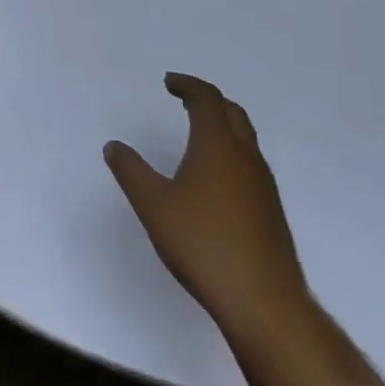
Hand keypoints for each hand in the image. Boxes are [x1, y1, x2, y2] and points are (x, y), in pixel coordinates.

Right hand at [105, 74, 312, 353]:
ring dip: (223, 125)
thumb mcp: (153, 206)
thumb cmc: (203, 244)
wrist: (264, 303)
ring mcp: (263, 185)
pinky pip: (250, 163)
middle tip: (184, 99)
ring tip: (198, 133)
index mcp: (218, 145)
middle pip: (232, 112)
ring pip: (245, 138)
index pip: (207, 99)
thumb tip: (114, 146)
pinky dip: (231, 151)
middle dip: (208, 99)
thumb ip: (131, 172)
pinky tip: (216, 178)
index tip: (169, 83)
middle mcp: (245, 157)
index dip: (188, 85)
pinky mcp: (270, 211)